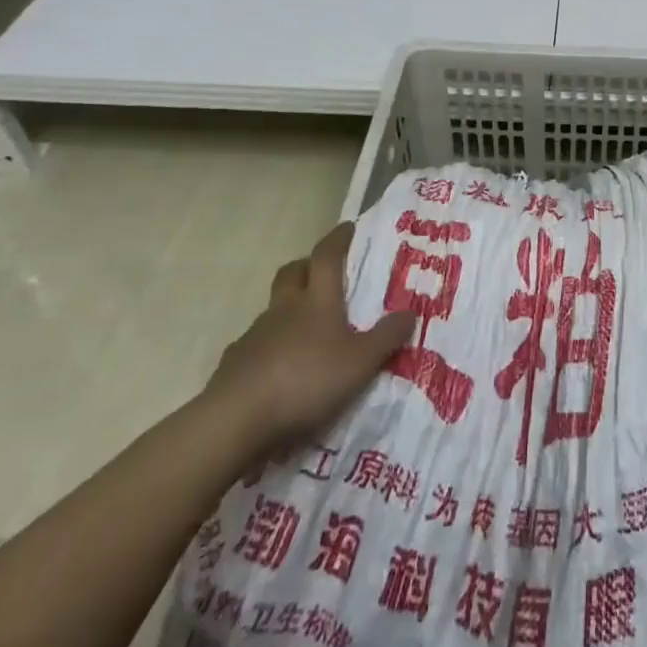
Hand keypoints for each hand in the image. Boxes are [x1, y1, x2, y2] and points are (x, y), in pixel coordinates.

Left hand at [202, 221, 414, 459]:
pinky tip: (279, 367)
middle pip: (292, 272)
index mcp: (317, 300)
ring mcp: (256, 334)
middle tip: (322, 272)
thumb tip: (410, 311)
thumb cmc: (307, 379)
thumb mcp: (361, 362)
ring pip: (273, 308)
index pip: (327, 256)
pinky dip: (269, 346)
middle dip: (307, 266)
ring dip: (288, 308)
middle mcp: (285, 308)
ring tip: (305, 329)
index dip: (338, 239)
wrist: (237, 419)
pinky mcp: (235, 362)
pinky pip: (256, 343)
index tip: (348, 228)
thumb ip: (386, 337)